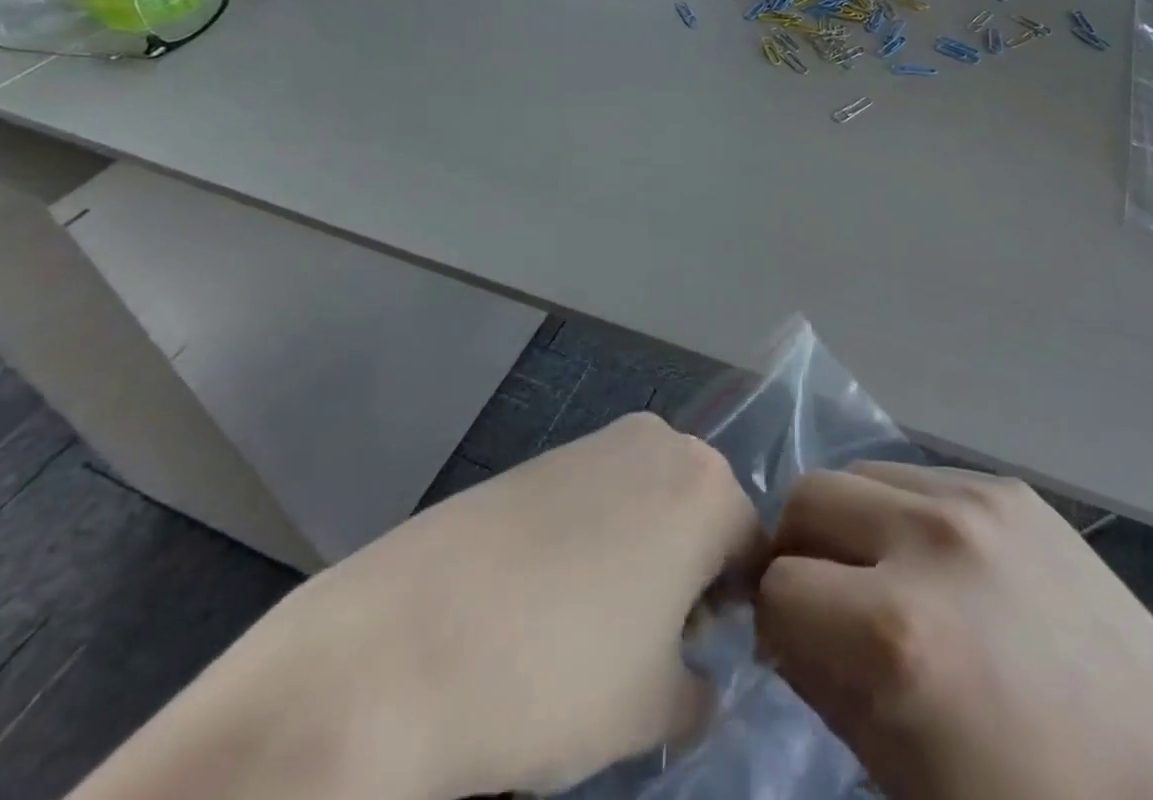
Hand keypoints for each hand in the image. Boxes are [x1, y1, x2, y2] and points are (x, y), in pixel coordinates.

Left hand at [70, 413, 760, 799]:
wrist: (399, 648)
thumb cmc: (556, 676)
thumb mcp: (652, 711)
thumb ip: (699, 692)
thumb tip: (698, 681)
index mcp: (706, 486)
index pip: (752, 550)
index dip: (737, 613)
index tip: (703, 663)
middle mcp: (661, 442)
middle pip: (699, 515)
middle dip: (688, 579)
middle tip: (647, 652)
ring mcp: (595, 441)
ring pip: (647, 504)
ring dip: (639, 558)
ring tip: (589, 629)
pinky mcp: (541, 454)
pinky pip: (594, 497)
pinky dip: (590, 541)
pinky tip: (542, 600)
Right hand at [756, 464, 1152, 799]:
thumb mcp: (903, 779)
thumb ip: (824, 688)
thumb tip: (782, 626)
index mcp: (896, 632)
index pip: (777, 587)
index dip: (776, 626)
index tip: (796, 649)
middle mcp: (929, 538)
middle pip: (808, 496)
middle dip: (800, 551)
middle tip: (829, 603)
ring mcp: (978, 498)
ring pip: (860, 474)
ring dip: (852, 524)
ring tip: (888, 579)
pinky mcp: (1011, 488)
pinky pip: (922, 477)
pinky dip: (906, 514)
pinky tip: (947, 570)